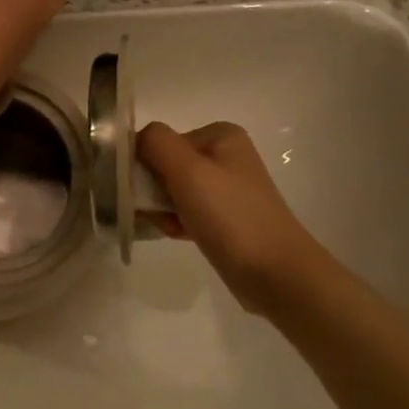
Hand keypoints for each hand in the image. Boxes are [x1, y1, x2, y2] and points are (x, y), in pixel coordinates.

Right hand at [136, 121, 320, 311]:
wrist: (274, 272)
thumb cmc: (230, 215)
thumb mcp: (188, 170)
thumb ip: (156, 143)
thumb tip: (133, 138)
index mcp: (219, 136)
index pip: (159, 142)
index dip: (147, 168)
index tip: (150, 193)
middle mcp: (224, 156)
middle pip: (164, 166)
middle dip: (155, 193)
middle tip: (164, 215)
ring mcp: (226, 187)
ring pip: (172, 192)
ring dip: (163, 211)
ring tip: (176, 229)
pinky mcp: (225, 216)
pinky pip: (186, 212)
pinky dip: (177, 223)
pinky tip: (183, 236)